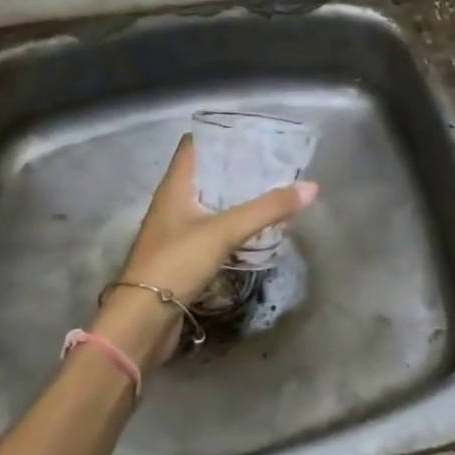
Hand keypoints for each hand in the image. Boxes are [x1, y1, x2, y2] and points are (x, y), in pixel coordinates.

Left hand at [91, 136, 317, 366]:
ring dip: (237, 196)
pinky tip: (256, 227)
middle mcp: (173, 202)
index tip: (252, 132)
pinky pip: (213, 229)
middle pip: (207, 173)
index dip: (220, 134)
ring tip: (271, 189)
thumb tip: (311, 186)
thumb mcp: (224, 231)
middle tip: (272, 161)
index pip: (194, 145)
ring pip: (211, 202)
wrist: (142, 321)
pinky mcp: (184, 255)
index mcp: (175, 186)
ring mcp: (177, 230)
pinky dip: (234, 223)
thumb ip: (267, 209)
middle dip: (237, 166)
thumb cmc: (176, 263)